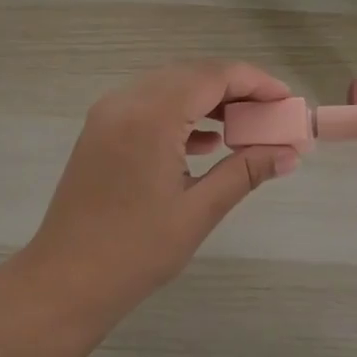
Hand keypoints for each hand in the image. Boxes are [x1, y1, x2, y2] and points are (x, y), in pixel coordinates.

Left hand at [21, 62, 300, 333]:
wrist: (66, 281)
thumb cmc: (135, 251)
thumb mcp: (198, 211)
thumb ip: (245, 171)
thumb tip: (289, 153)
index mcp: (150, 116)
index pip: (212, 76)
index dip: (255, 82)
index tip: (287, 100)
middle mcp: (125, 103)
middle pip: (190, 75)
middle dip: (234, 90)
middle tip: (271, 115)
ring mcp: (107, 116)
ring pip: (168, 88)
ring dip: (207, 101)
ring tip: (245, 128)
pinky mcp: (99, 133)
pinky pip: (147, 107)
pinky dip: (180, 115)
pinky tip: (206, 143)